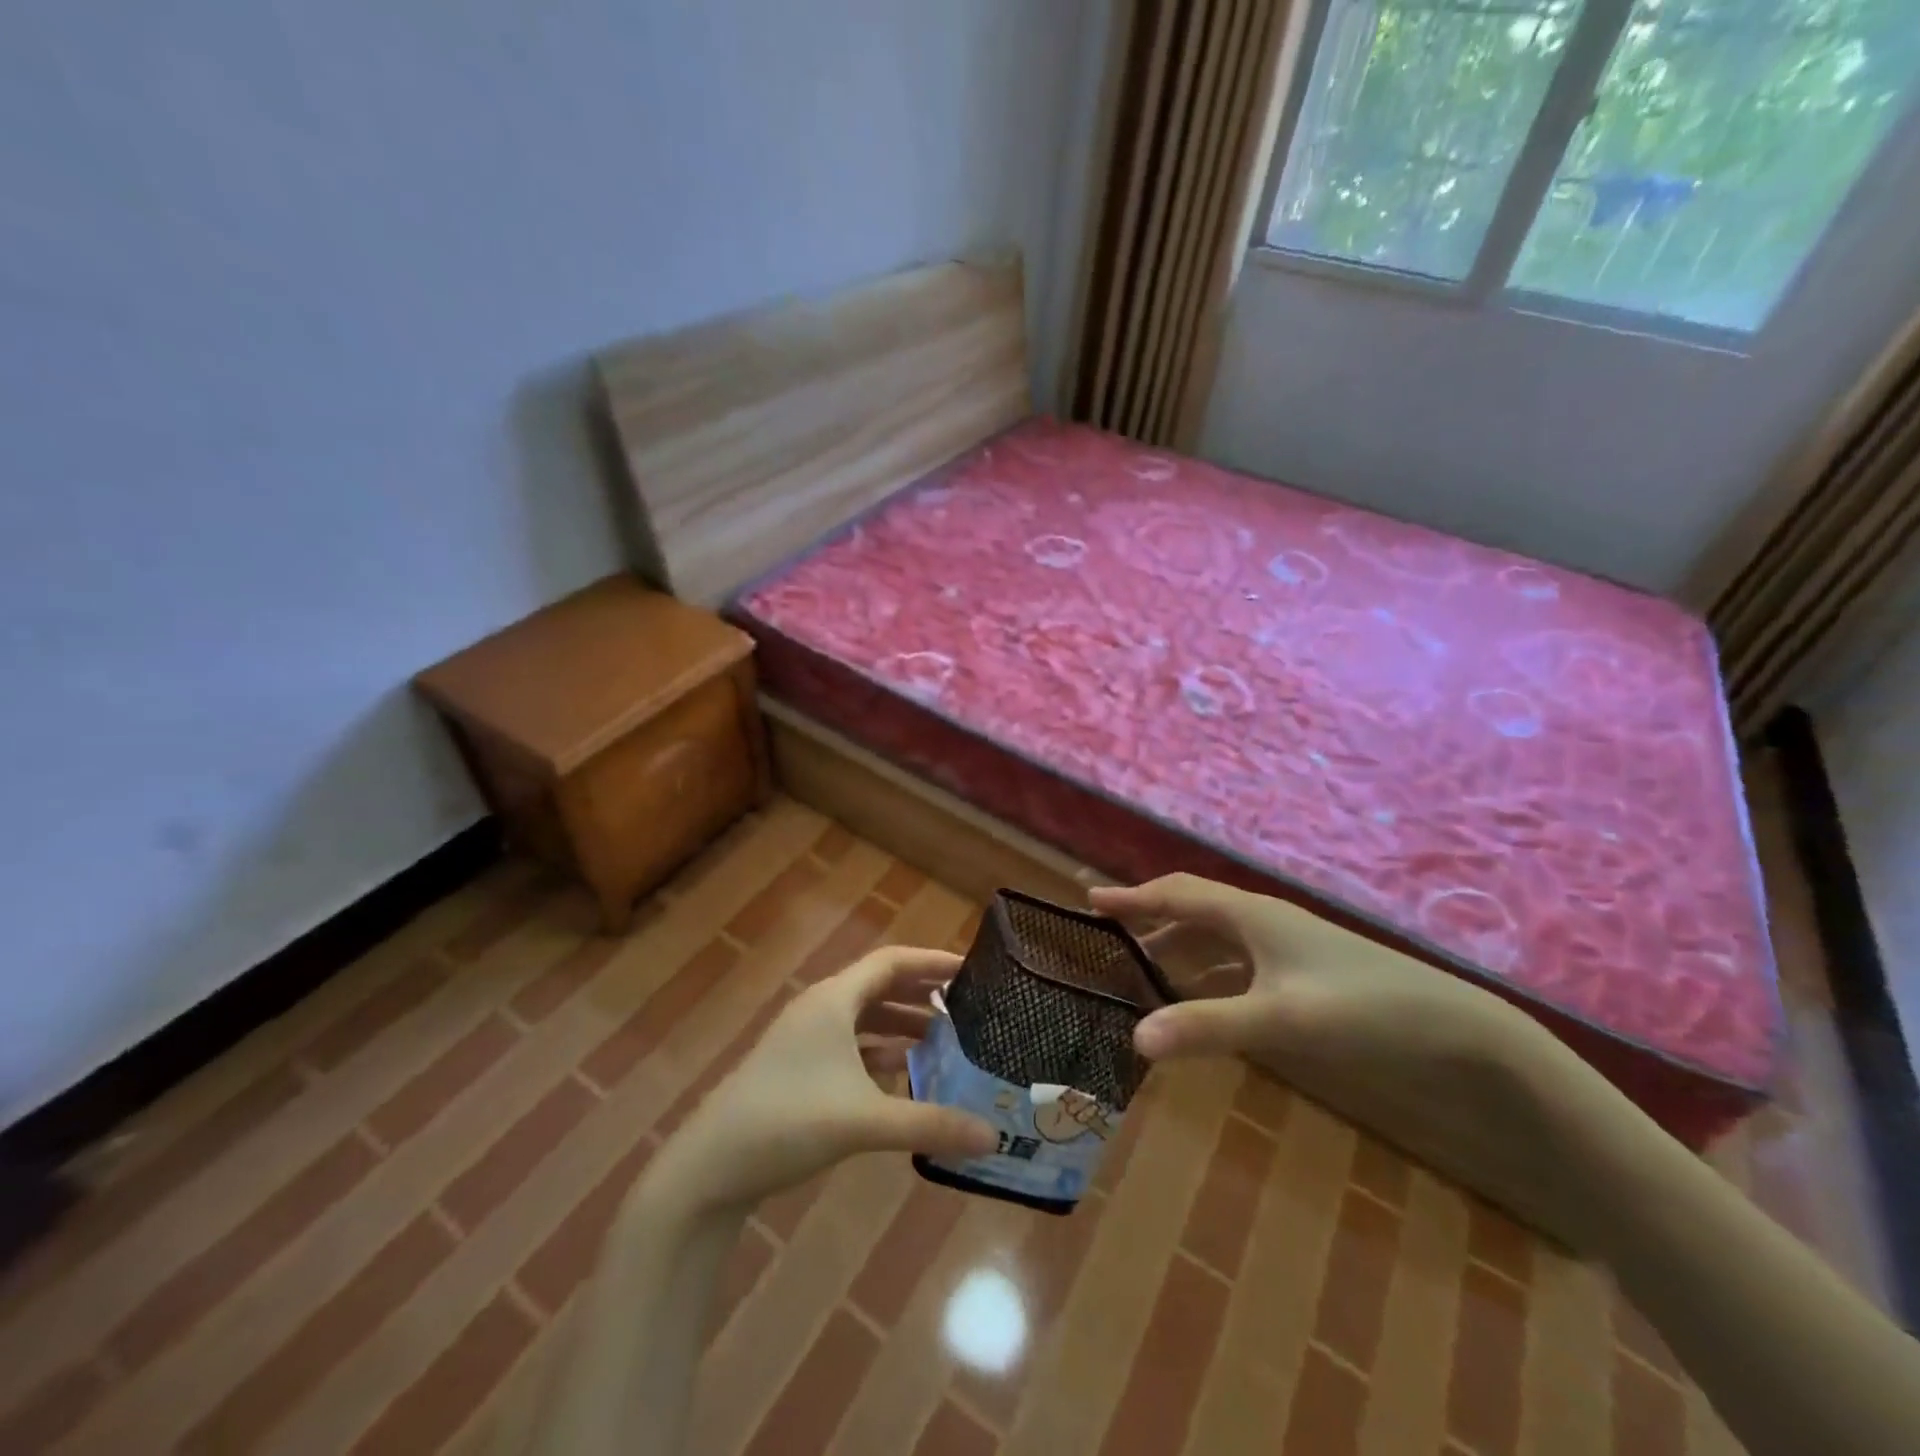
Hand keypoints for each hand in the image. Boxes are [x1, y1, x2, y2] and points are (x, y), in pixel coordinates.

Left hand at [647, 946, 999, 1215]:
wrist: (708, 1167)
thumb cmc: (787, 1122)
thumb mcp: (864, 1122)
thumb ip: (930, 1124)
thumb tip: (992, 1137)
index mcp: (834, 1000)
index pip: (892, 961)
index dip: (932, 962)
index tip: (972, 970)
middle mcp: (820, 1008)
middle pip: (879, 985)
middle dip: (921, 993)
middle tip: (965, 1005)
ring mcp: (804, 1038)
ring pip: (864, 1017)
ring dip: (901, 1023)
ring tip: (942, 1039)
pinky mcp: (796, 1067)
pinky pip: (849, 1044)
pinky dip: (878, 1050)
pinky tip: (902, 1073)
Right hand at [1090, 874, 1579, 1223]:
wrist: (1457, 1027)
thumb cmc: (1363, 1009)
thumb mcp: (1280, 1020)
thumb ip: (1207, 1027)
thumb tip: (1134, 1038)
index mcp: (1251, 916)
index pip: (1177, 894)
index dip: (1132, 897)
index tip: (1090, 899)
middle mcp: (1265, 921)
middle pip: (1194, 910)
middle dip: (1150, 918)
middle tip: (1110, 935)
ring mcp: (1288, 946)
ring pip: (1218, 936)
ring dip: (1179, 947)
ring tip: (1146, 968)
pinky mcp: (1306, 972)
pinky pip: (1240, 960)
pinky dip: (1210, 971)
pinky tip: (1207, 997)